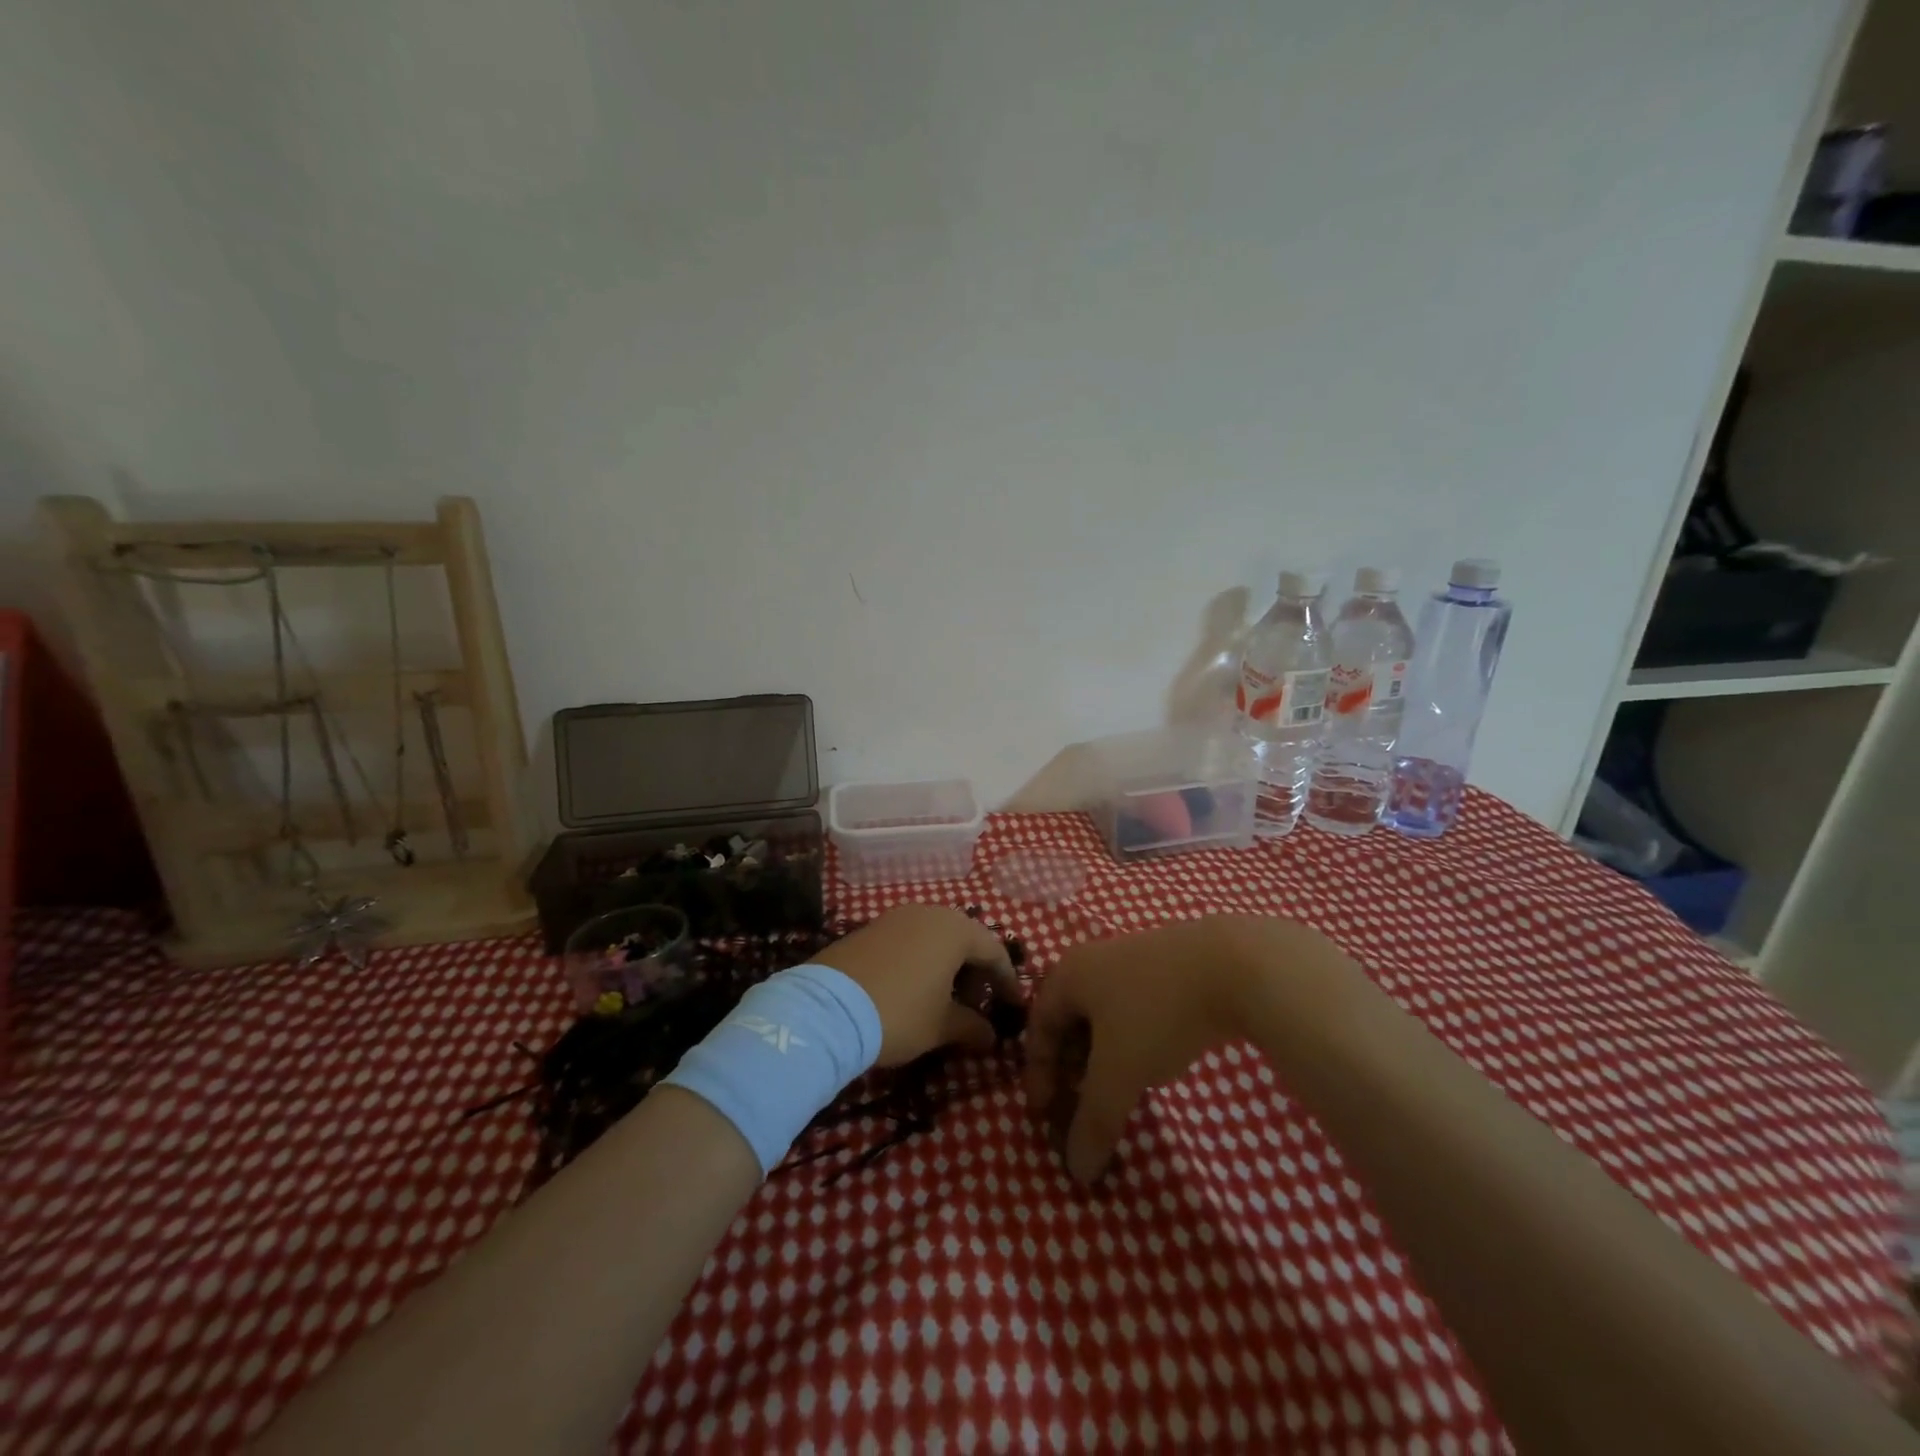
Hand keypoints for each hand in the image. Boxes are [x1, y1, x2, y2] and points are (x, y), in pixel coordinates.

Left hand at [814, 905, 1022, 1066]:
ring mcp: (896, 917)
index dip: (1007, 982)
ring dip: (948, 968)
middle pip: (965, 940)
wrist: (827, 1009)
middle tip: (978, 1007)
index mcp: (954, 929)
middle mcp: (928, 913)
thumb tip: (991, 1036)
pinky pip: (910, 942)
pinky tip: (914, 990)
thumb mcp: (942, 1026)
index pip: (994, 951)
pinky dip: (921, 963)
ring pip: (935, 939)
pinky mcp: (870, 928)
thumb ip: (973, 1027)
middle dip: (976, 974)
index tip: (1014, 1008)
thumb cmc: (899, 1012)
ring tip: (945, 1001)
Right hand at [1025, 915, 1356, 1184]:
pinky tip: (1151, 1060)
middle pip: (1068, 1019)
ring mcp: (1132, 958)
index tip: (1046, 1116)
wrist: (1234, 965)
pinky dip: (1130, 1040)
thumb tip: (1077, 1172)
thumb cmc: (1157, 1013)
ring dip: (1100, 1055)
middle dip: (1070, 1067)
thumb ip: (1094, 1122)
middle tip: (1079, 1104)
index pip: (1038, 1027)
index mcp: (1069, 975)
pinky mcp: (1167, 965)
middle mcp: (1093, 960)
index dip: (1038, 1075)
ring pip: (1103, 1014)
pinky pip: (1132, 1007)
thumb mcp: (1120, 1074)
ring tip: (1115, 1088)